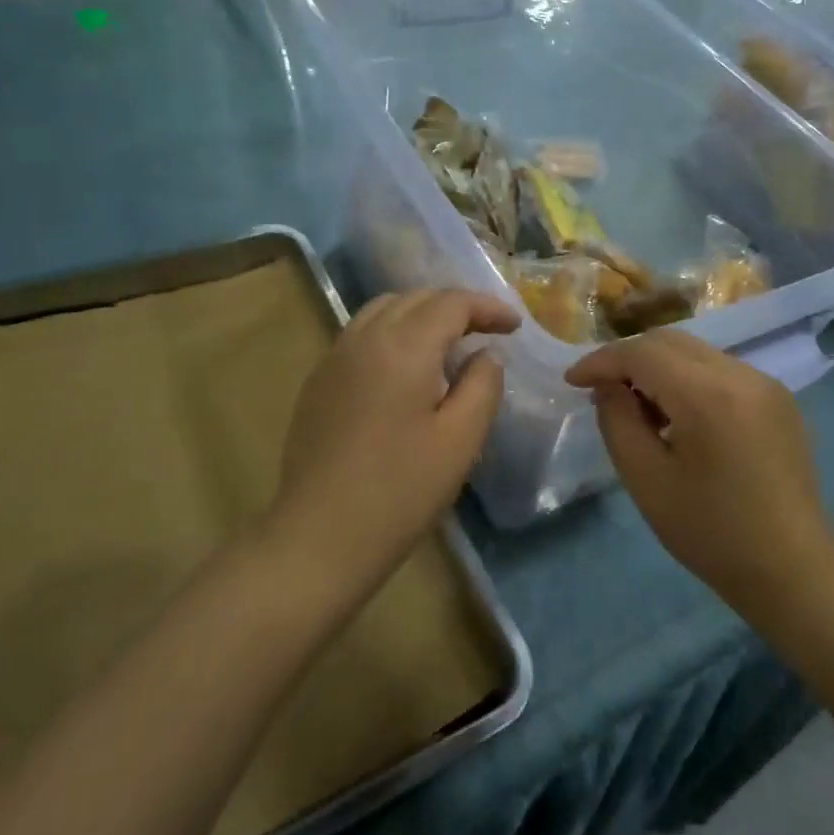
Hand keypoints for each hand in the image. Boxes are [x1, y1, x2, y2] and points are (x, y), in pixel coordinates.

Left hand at [272, 289, 517, 578]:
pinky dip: (392, 331)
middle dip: (456, 306)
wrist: (320, 536)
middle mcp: (364, 338)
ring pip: (384, 309)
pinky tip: (405, 366)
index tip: (515, 326)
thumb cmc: (400, 491)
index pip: (451, 303)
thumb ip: (482, 385)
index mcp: (403, 347)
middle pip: (416, 298)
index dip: (488, 307)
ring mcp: (335, 357)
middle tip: (487, 331)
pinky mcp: (318, 380)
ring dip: (421, 313)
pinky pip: (361, 333)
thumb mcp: (460, 440)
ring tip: (447, 341)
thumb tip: (485, 354)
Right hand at [566, 330, 833, 611]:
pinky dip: (688, 378)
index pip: (642, 353)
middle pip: (669, 341)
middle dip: (629, 358)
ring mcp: (764, 382)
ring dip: (658, 367)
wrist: (793, 568)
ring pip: (695, 352)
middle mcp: (740, 374)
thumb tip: (609, 386)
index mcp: (707, 395)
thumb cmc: (711, 531)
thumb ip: (618, 421)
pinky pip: (720, 369)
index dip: (601, 361)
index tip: (572, 381)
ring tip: (639, 407)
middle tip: (602, 392)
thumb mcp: (646, 480)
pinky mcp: (777, 397)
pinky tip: (679, 415)